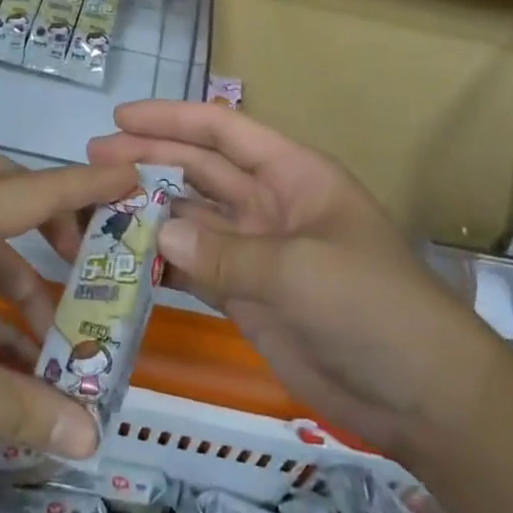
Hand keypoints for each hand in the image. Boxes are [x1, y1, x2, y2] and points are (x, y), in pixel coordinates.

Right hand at [87, 101, 491, 458]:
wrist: (421, 395)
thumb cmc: (373, 308)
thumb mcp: (301, 271)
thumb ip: (225, 253)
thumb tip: (157, 234)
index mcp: (293, 175)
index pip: (224, 131)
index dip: (172, 119)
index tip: (120, 117)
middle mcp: (269, 204)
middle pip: (199, 171)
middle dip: (148, 160)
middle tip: (92, 162)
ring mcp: (256, 252)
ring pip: (190, 219)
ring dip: (147, 213)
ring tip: (94, 212)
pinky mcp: (245, 296)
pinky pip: (193, 269)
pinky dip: (160, 264)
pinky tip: (123, 262)